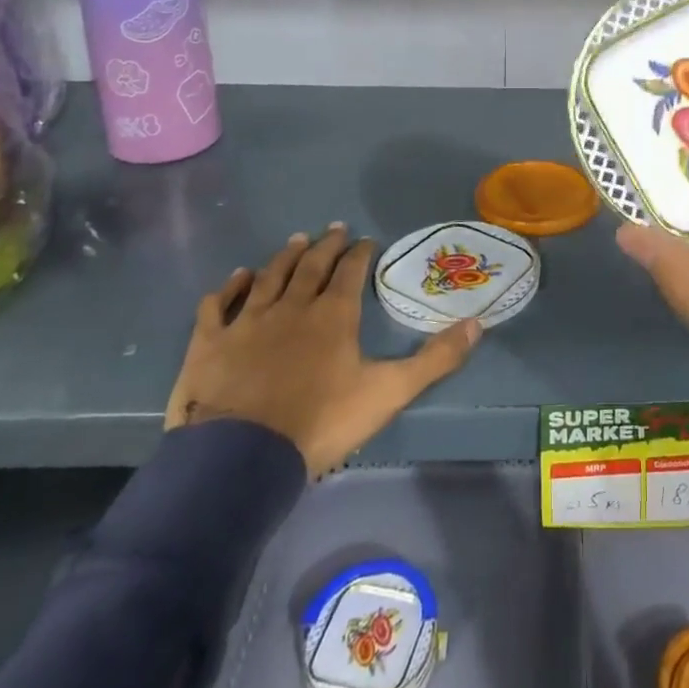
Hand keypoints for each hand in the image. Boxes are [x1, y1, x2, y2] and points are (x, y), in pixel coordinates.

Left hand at [165, 223, 480, 475]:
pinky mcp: (210, 342)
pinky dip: (229, 287)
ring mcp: (247, 321)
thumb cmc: (319, 423)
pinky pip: (219, 304)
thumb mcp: (388, 393)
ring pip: (269, 277)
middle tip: (334, 228)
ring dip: (284, 257)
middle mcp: (292, 306)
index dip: (360, 253)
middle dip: (326, 245)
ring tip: (295, 240)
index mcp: (333, 315)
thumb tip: (478, 325)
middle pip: (311, 266)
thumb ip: (434, 359)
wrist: (240, 458)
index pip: (350, 272)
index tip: (367, 240)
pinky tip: (237, 276)